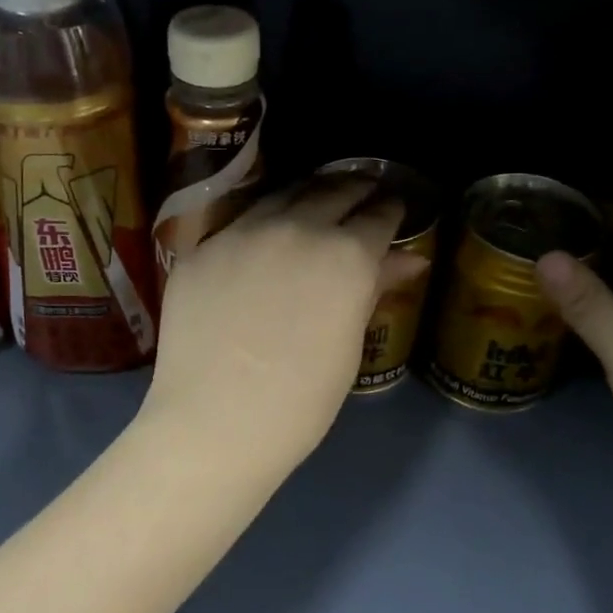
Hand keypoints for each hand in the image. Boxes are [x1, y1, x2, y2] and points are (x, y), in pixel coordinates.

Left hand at [140, 180, 425, 480]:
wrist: (215, 422)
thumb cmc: (300, 401)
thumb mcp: (349, 345)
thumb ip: (374, 289)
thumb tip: (409, 259)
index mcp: (346, 255)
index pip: (378, 216)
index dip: (390, 211)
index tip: (393, 210)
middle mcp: (297, 228)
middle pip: (333, 191)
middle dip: (354, 190)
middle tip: (362, 194)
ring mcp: (242, 232)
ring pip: (283, 196)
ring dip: (308, 195)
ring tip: (316, 201)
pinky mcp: (202, 248)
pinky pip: (239, 223)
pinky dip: (262, 222)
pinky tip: (264, 235)